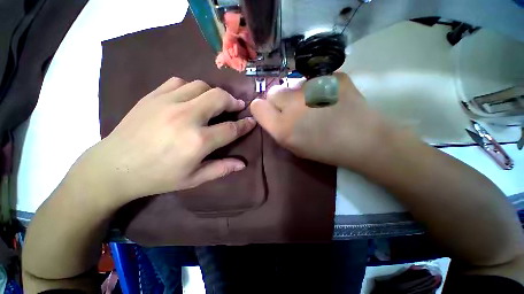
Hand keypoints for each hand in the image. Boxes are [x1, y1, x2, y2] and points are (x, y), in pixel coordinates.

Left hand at [79, 77, 255, 201]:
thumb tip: (242, 164)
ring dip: (214, 93)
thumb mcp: (193, 179)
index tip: (252, 121)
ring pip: (201, 86)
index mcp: (198, 141)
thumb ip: (221, 169)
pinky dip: (191, 88)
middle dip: (233, 101)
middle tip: (237, 107)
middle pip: (219, 98)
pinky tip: (191, 98)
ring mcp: (167, 103)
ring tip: (215, 103)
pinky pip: (179, 82)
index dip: (245, 125)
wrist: (114, 167)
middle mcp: (186, 117)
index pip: (231, 128)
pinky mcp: (152, 96)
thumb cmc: (158, 177)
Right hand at [250, 73, 387, 168]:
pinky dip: (319, 88)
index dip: (261, 108)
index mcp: (283, 128)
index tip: (269, 111)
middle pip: (273, 92)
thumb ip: (277, 128)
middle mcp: (293, 106)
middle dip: (279, 100)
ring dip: (299, 94)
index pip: (257, 106)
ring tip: (316, 105)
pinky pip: (316, 80)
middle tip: (294, 109)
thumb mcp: (293, 146)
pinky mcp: (333, 76)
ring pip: (294, 85)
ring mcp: (314, 87)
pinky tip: (331, 99)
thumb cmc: (324, 149)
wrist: (363, 140)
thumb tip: (269, 110)